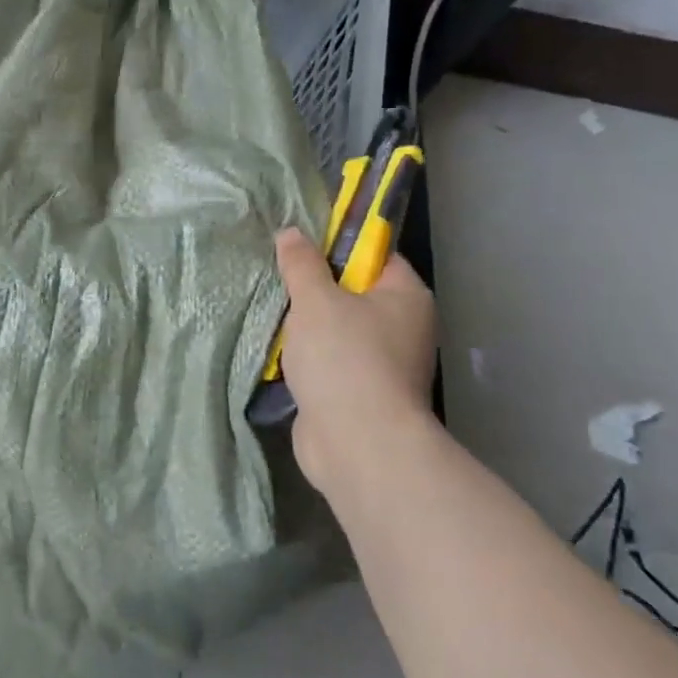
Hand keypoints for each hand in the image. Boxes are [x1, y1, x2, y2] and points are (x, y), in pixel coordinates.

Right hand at [274, 228, 438, 499]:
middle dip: (313, 290)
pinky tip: (278, 353)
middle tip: (278, 281)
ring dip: (305, 328)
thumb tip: (291, 233)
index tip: (300, 249)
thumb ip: (301, 264)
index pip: (374, 256)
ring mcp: (383, 365)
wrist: (356, 444)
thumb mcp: (315, 299)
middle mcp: (403, 328)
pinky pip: (329, 362)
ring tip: (272, 316)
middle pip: (352, 293)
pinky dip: (306, 359)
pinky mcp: (360, 394)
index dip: (337, 247)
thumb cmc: (344, 358)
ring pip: (337, 330)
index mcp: (406, 297)